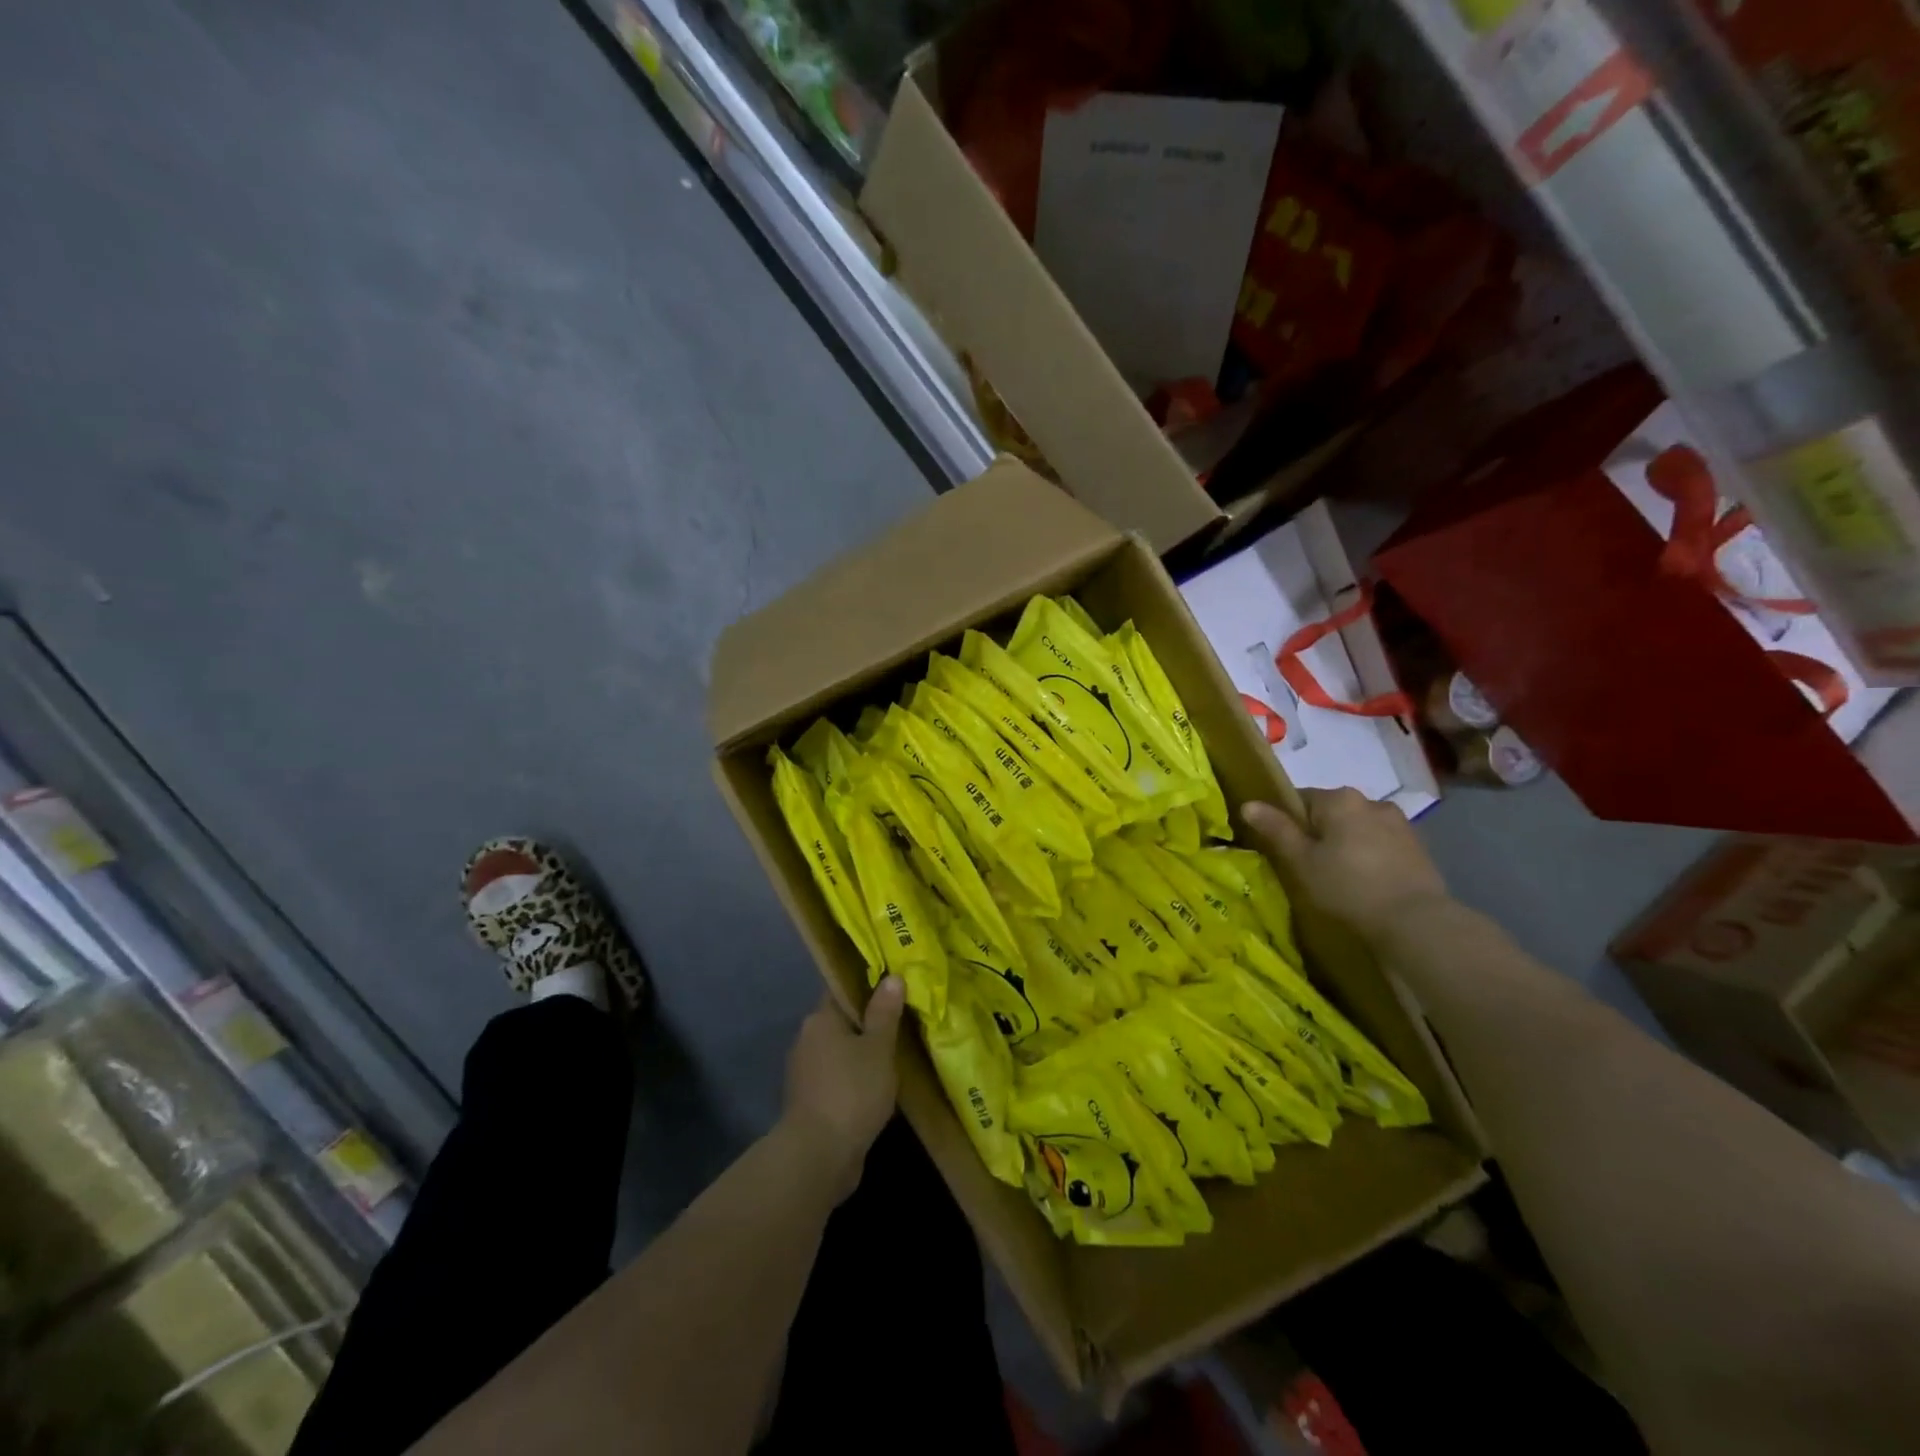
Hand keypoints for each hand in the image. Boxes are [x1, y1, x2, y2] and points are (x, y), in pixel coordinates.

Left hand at [781, 976, 905, 1196]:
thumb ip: (885, 1012)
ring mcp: (805, 1073)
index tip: (894, 988)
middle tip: (903, 1023)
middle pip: (841, 1022)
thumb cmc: (851, 1091)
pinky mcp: (810, 1103)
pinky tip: (878, 1088)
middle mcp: (807, 1040)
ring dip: (862, 1055)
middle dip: (868, 1024)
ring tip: (896, 1057)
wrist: (818, 1157)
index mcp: (820, 1019)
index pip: (843, 990)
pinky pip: (838, 1080)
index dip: (867, 986)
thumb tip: (892, 977)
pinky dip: (855, 1081)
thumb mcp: (878, 1048)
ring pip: (840, 1053)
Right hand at [1243, 790, 1448, 943]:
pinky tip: (1366, 883)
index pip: (1300, 798)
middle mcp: (1371, 801)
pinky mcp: (1418, 847)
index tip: (1284, 848)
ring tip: (1340, 878)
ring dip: (1347, 844)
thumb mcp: (1301, 861)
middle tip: (1310, 867)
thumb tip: (1249, 804)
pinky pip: (1381, 844)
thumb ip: (1276, 829)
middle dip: (1319, 833)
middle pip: (1331, 813)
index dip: (1287, 822)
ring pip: (1357, 828)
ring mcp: (1399, 823)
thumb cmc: (1347, 887)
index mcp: (1339, 799)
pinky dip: (1370, 857)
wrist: (1415, 921)